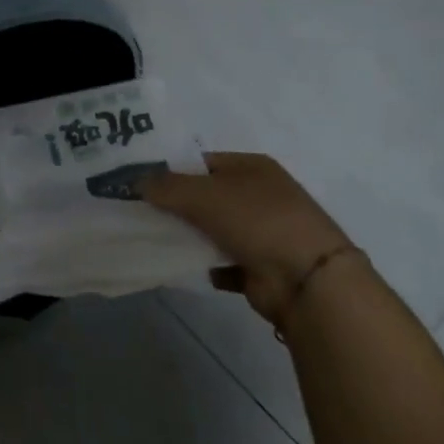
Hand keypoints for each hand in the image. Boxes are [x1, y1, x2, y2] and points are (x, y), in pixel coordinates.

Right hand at [144, 153, 358, 326]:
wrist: (308, 281)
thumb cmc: (257, 221)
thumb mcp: (203, 194)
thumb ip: (165, 186)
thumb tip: (135, 181)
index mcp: (252, 167)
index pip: (201, 162)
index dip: (169, 170)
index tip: (138, 184)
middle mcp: (258, 195)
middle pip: (205, 196)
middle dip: (174, 205)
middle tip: (137, 212)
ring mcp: (262, 232)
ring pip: (211, 229)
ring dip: (186, 236)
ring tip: (150, 239)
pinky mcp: (259, 267)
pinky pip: (221, 262)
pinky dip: (203, 265)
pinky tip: (181, 267)